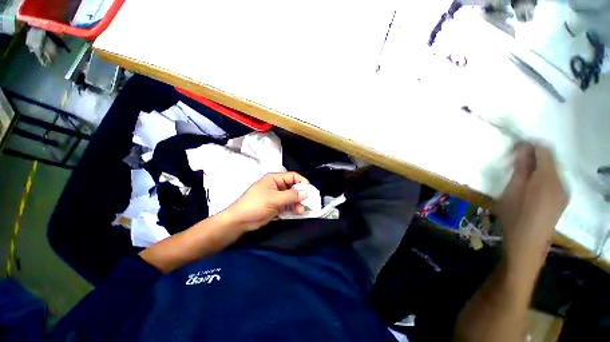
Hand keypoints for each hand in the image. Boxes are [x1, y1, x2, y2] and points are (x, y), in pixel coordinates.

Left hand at [223, 172, 309, 230]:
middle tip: (308, 202)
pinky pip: (288, 204)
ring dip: (298, 203)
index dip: (302, 182)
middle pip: (293, 186)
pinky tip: (297, 212)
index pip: (292, 176)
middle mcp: (277, 185)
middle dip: (301, 194)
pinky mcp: (277, 205)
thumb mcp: (274, 199)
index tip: (310, 191)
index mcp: (274, 179)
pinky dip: (293, 208)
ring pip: (292, 197)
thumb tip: (306, 193)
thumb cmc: (255, 205)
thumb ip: (291, 196)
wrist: (240, 221)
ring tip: (301, 210)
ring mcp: (277, 196)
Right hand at [496, 143, 567, 270]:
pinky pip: (554, 180)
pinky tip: (531, 186)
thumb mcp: (512, 190)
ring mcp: (564, 191)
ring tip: (520, 175)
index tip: (514, 147)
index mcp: (548, 178)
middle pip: (550, 159)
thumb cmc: (515, 215)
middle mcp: (561, 182)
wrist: (527, 243)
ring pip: (552, 169)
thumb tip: (522, 148)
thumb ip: (520, 167)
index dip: (530, 144)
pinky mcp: (562, 199)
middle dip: (533, 155)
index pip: (544, 150)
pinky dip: (542, 176)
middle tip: (513, 162)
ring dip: (537, 166)